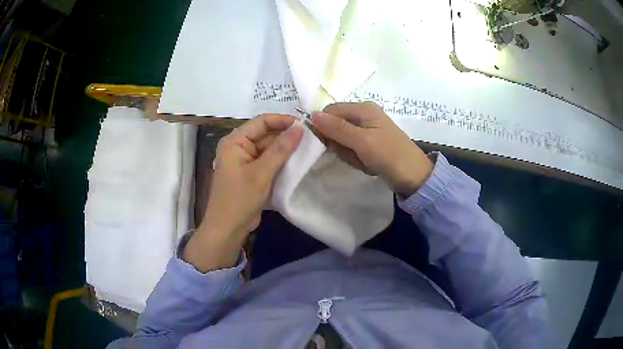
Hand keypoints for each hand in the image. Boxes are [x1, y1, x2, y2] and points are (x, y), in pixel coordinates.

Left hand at [183, 114, 302, 271]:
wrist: (227, 229)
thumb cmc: (240, 198)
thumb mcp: (261, 172)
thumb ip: (281, 149)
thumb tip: (300, 127)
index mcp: (235, 141)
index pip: (261, 122)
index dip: (283, 121)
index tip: (305, 125)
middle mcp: (240, 148)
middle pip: (266, 135)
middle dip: (287, 137)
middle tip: (312, 139)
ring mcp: (246, 162)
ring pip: (269, 150)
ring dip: (286, 151)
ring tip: (309, 150)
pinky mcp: (252, 175)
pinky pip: (269, 163)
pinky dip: (282, 163)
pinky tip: (298, 164)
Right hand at [311, 102, 432, 196]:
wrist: (414, 176)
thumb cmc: (389, 155)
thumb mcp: (362, 141)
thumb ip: (336, 128)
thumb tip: (312, 114)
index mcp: (362, 108)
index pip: (330, 111)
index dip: (323, 127)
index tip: (327, 145)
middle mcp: (363, 115)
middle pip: (334, 126)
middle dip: (338, 144)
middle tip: (353, 154)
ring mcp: (367, 130)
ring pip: (341, 140)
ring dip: (347, 153)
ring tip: (362, 160)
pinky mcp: (369, 143)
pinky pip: (351, 149)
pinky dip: (355, 158)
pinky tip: (366, 163)